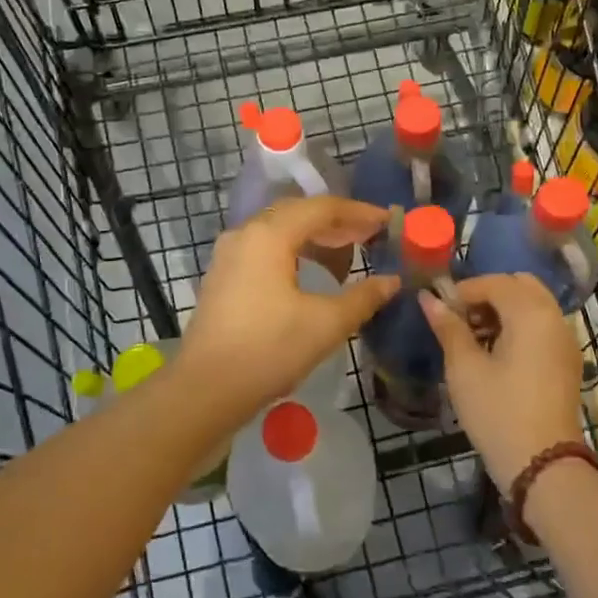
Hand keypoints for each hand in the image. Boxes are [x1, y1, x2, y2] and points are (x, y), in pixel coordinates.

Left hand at [178, 197, 399, 415]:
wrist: (206, 390)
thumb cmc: (269, 350)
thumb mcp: (326, 324)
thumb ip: (363, 297)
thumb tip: (392, 281)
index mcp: (269, 235)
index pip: (322, 208)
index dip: (359, 212)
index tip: (387, 222)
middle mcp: (245, 234)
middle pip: (298, 213)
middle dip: (337, 222)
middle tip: (370, 235)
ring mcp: (229, 254)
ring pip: (279, 230)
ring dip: (314, 237)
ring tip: (346, 254)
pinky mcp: (223, 276)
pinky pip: (264, 248)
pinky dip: (293, 251)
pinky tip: (310, 274)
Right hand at [420, 274, 583, 490]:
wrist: (543, 465)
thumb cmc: (498, 411)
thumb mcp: (464, 368)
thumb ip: (448, 327)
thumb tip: (428, 298)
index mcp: (531, 312)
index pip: (494, 282)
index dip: (463, 291)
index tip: (440, 311)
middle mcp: (554, 317)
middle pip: (519, 285)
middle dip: (487, 294)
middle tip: (460, 319)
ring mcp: (566, 340)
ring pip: (533, 305)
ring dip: (503, 310)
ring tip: (473, 338)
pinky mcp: (567, 361)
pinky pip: (542, 326)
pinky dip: (520, 326)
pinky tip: (496, 354)